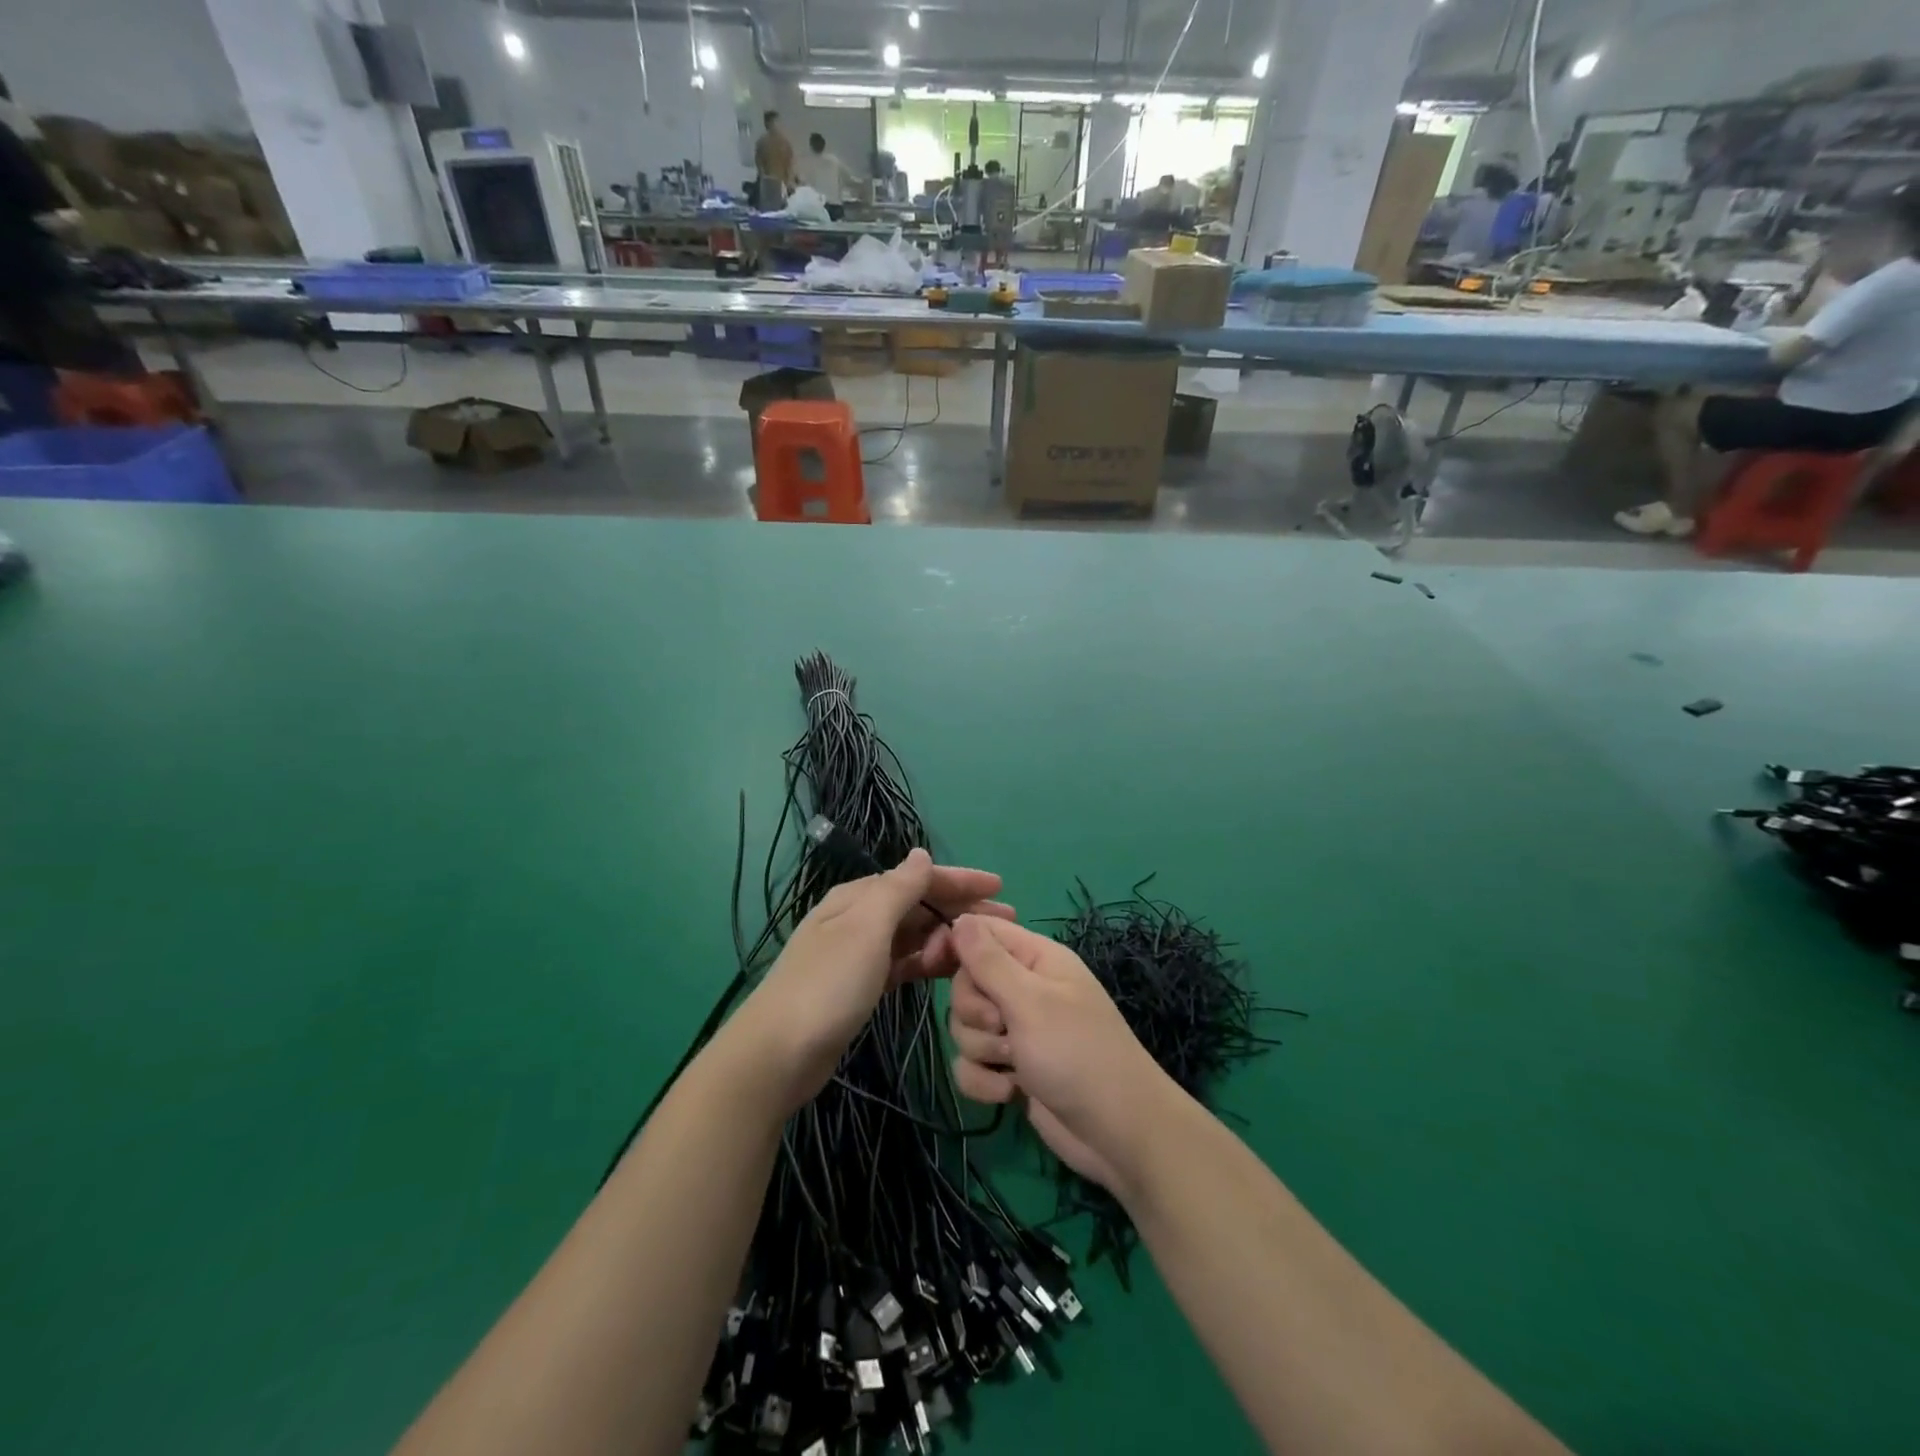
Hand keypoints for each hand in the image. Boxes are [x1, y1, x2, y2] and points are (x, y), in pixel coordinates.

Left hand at [729, 850, 1011, 1112]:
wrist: (778, 1053)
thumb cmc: (828, 985)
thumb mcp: (867, 929)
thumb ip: (898, 889)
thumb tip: (921, 854)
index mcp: (858, 897)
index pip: (917, 878)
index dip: (960, 879)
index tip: (1000, 887)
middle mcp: (858, 918)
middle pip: (918, 905)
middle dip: (960, 908)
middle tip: (1006, 921)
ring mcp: (859, 954)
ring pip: (913, 935)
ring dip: (946, 937)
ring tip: (985, 949)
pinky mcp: (861, 986)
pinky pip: (904, 963)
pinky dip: (927, 962)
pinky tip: (950, 969)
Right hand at [947, 915, 1173, 1193]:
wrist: (1117, 1133)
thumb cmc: (1077, 1053)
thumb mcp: (1030, 1001)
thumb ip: (989, 961)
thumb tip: (959, 919)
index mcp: (1035, 958)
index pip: (980, 931)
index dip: (952, 944)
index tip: (930, 964)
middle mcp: (1024, 988)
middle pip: (965, 983)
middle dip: (974, 1012)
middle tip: (1003, 1028)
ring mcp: (1018, 1031)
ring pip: (965, 1027)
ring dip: (982, 1049)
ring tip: (1014, 1064)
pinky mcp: (1011, 1069)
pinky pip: (972, 1064)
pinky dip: (984, 1081)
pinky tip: (1010, 1093)